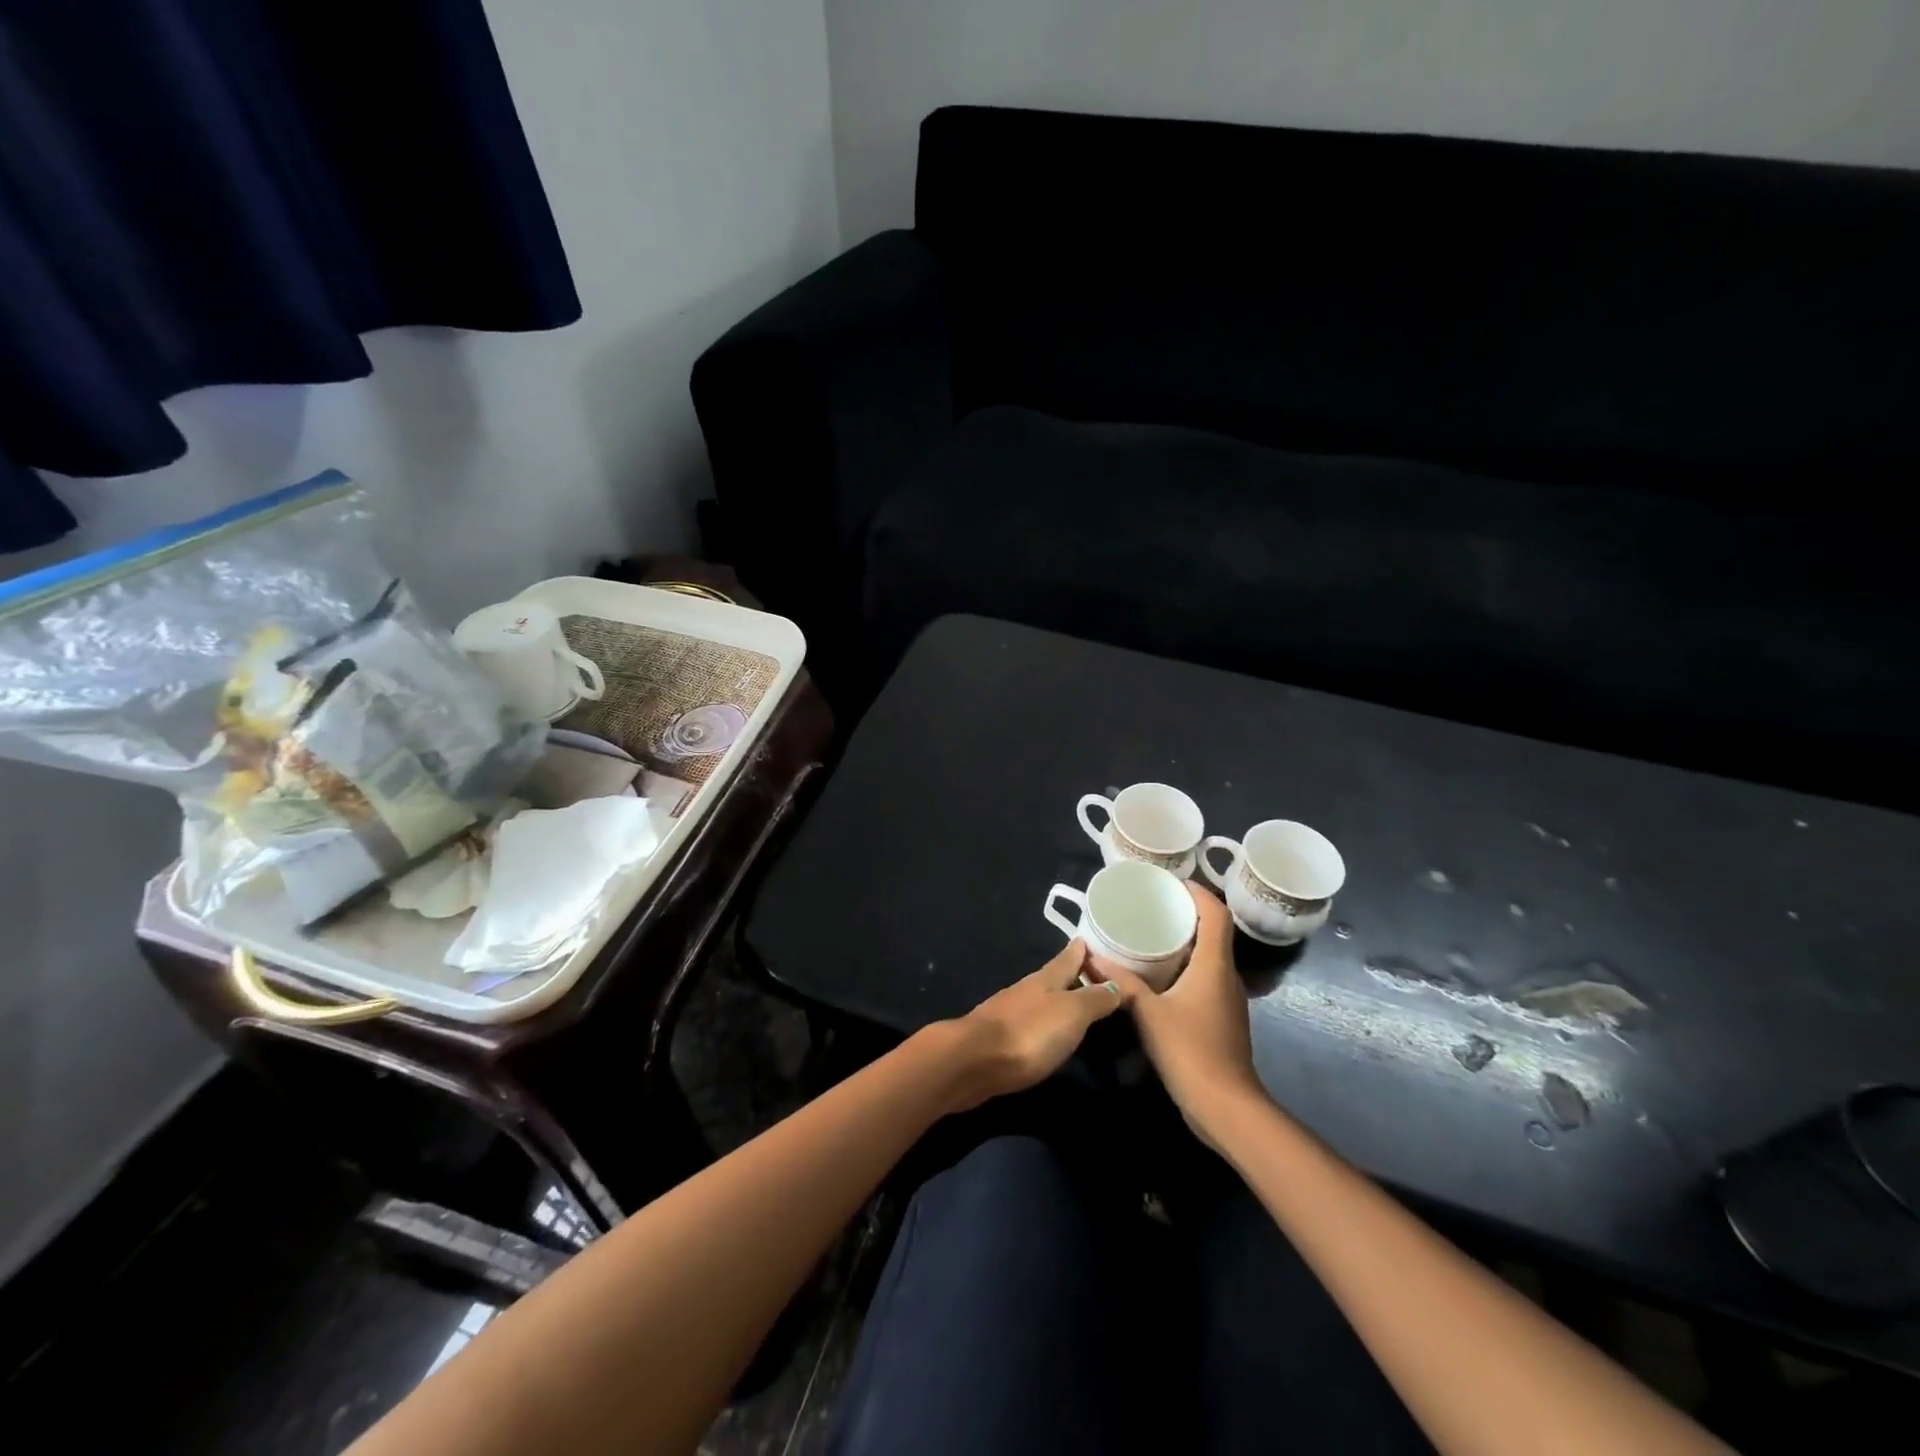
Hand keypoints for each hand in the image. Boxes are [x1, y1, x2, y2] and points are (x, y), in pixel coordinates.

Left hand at [943, 939, 1127, 1110]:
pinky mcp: (999, 1038)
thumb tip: (1116, 984)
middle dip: (1072, 973)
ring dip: (1058, 998)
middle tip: (1093, 973)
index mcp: (1046, 979)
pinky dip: (1043, 1022)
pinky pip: (1029, 1022)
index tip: (1091, 939)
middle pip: (1054, 977)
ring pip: (1040, 999)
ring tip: (1076, 1003)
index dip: (1082, 949)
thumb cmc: (1029, 1032)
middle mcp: (1027, 990)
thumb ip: (1094, 999)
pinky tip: (1048, 1033)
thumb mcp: (1071, 1013)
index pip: (1069, 957)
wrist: (973, 1061)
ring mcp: (1010, 1012)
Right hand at [1093, 883, 1267, 1140]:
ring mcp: (1227, 999)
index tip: (1171, 881)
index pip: (1216, 914)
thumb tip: (1092, 958)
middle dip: (1187, 913)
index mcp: (1214, 965)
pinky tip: (1159, 975)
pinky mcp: (1221, 1018)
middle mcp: (1226, 976)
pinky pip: (1204, 978)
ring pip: (1209, 957)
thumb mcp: (1149, 1013)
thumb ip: (1122, 983)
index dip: (1198, 892)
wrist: (1226, 1107)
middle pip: (1214, 932)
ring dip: (1186, 941)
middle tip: (1153, 904)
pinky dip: (1185, 966)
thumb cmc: (1191, 1051)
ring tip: (1152, 932)